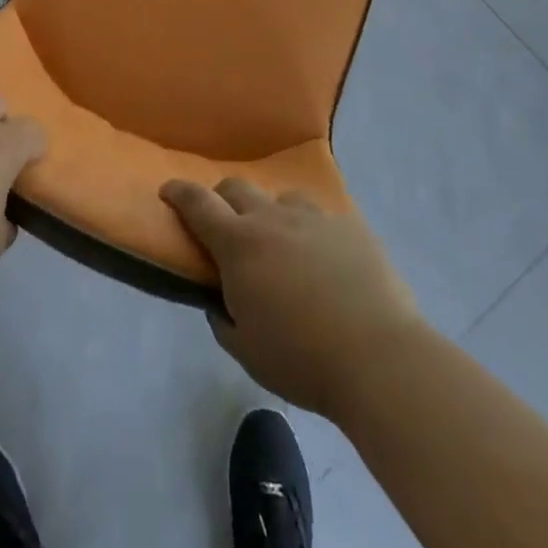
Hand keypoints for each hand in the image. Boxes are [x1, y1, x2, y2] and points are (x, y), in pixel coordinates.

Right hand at [161, 178, 421, 418]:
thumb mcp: (246, 350)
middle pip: (236, 188)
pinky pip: (319, 216)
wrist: (379, 357)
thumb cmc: (302, 359)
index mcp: (238, 244)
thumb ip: (223, 318)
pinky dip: (309, 230)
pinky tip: (322, 257)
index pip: (197, 203)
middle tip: (223, 223)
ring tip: (279, 243)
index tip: (168, 190)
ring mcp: (313, 217)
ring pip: (280, 198)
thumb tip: (221, 300)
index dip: (179, 192)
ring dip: (270, 213)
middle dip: (222, 199)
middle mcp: (271, 218)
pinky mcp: (349, 225)